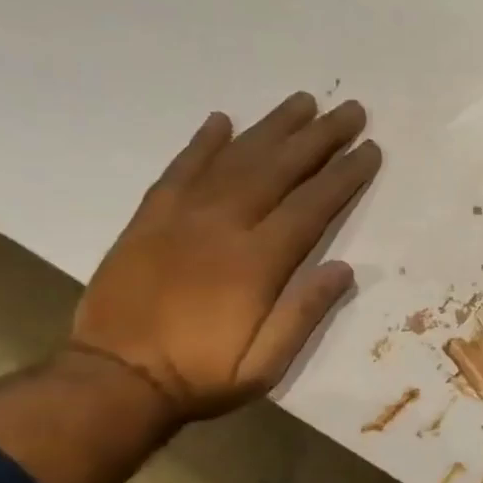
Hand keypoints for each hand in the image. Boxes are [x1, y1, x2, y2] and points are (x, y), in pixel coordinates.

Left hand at [70, 94, 381, 420]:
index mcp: (258, 262)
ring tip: (303, 101)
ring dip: (272, 127)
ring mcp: (182, 216)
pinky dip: (202, 143)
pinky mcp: (149, 218)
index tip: (369, 149)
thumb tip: (344, 268)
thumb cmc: (200, 375)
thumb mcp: (266, 364)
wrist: (113, 381)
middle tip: (350, 110)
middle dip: (320, 137)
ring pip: (235, 158)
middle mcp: (223, 226)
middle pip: (280, 168)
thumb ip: (305, 313)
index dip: (345, 175)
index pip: (312, 205)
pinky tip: (222, 120)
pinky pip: (180, 169)